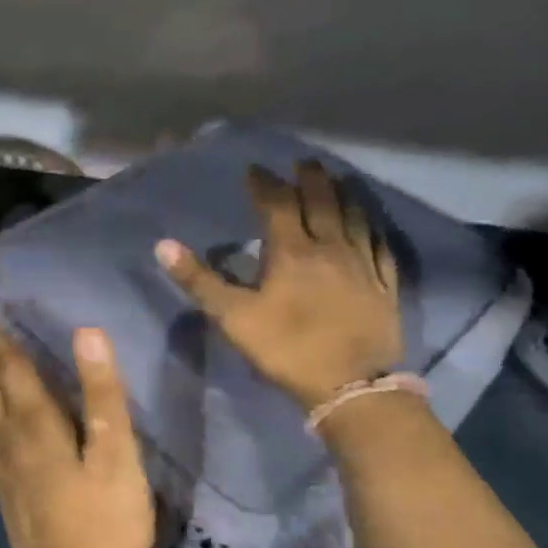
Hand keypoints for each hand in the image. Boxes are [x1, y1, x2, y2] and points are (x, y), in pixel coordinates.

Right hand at [155, 160, 403, 409]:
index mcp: (291, 252)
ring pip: (354, 218)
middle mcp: (330, 248)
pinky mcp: (384, 286)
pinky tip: (371, 225)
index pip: (277, 206)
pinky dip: (373, 228)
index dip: (264, 185)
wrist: (350, 385)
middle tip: (304, 162)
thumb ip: (200, 281)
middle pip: (321, 202)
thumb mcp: (233, 317)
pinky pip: (380, 247)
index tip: (254, 169)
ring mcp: (362, 265)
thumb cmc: (286, 348)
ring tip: (338, 179)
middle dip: (310, 179)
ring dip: (344, 195)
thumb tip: (163, 245)